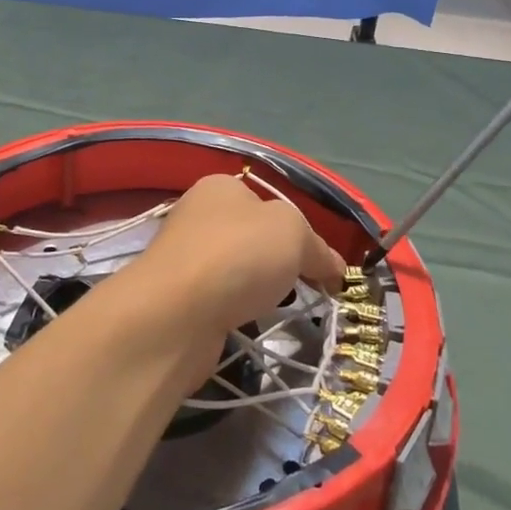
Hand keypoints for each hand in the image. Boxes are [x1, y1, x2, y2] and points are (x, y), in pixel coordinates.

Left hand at [125, 175, 344, 347]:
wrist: (175, 313)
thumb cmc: (238, 255)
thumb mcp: (294, 234)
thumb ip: (318, 248)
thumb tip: (335, 268)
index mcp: (221, 188)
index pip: (270, 205)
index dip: (300, 233)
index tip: (321, 265)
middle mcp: (198, 216)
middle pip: (253, 238)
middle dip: (280, 263)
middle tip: (306, 287)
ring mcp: (184, 258)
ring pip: (236, 272)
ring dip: (257, 289)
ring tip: (275, 307)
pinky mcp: (177, 299)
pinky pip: (219, 300)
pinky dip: (236, 311)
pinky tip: (246, 322)